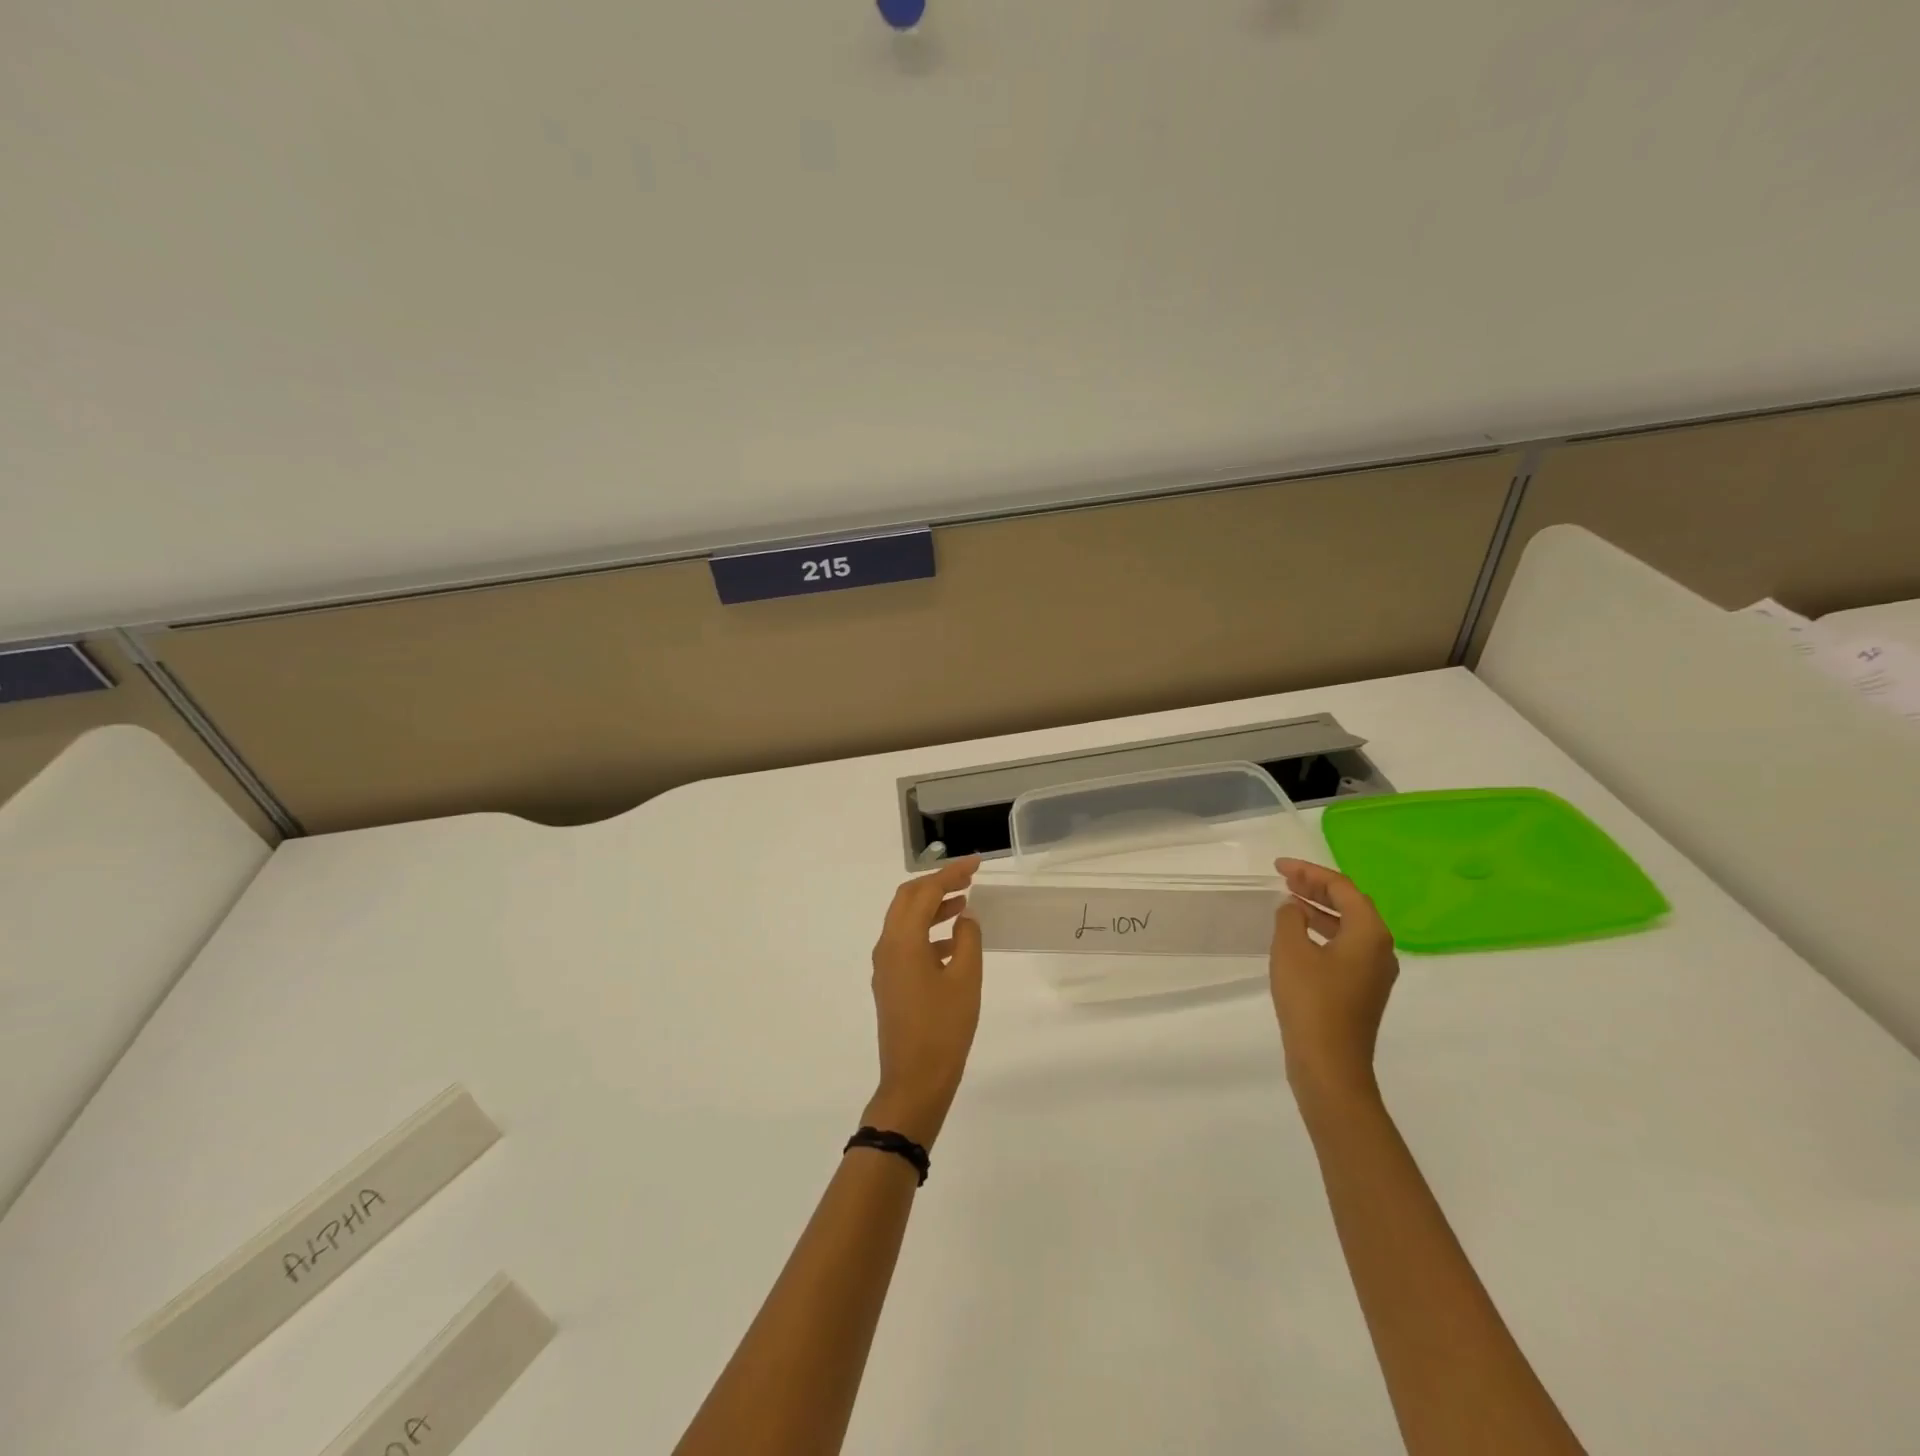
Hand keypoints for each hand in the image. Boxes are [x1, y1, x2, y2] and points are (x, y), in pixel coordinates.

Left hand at [865, 857, 982, 1148]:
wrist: (914, 1081)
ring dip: (932, 906)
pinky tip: (954, 941)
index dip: (951, 873)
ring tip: (964, 903)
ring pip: (905, 920)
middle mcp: (886, 946)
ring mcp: (885, 966)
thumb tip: (964, 916)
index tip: (977, 864)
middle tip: (969, 878)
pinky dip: (928, 931)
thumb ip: (967, 939)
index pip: (925, 892)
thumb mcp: (965, 980)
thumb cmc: (943, 1029)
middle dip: (937, 884)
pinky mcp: (890, 983)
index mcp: (902, 940)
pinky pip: (906, 942)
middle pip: (907, 899)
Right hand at [1269, 857, 1398, 1104]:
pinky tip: (1298, 936)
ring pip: (1348, 927)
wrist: (1329, 1064)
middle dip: (1317, 887)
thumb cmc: (1311, 1001)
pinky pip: (1345, 947)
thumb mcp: (1291, 950)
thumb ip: (1290, 918)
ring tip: (1288, 901)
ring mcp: (1374, 972)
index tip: (1279, 867)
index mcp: (1370, 933)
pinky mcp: (1361, 990)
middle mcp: (1380, 948)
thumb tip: (1294, 907)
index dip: (1309, 872)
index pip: (1342, 887)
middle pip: (1350, 904)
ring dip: (1319, 909)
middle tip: (1284, 878)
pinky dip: (1322, 932)